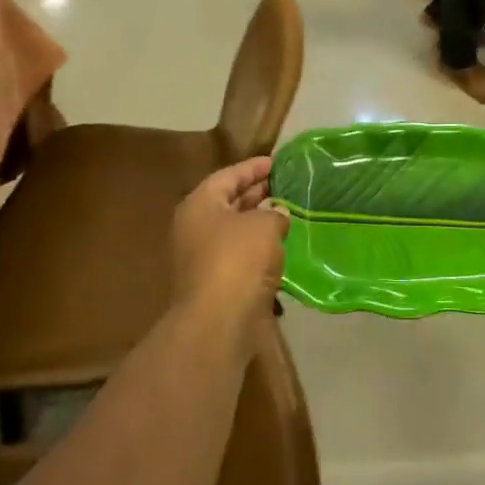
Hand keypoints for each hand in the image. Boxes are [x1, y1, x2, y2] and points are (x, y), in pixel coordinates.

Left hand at [171, 157, 288, 328]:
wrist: (219, 322)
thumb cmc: (238, 260)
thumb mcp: (263, 225)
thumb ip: (274, 212)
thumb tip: (277, 214)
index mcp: (200, 205)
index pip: (227, 176)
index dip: (253, 167)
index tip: (276, 162)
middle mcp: (196, 228)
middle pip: (228, 202)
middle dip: (256, 193)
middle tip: (285, 184)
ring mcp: (203, 257)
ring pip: (235, 231)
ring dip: (259, 222)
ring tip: (288, 212)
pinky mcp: (216, 283)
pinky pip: (240, 256)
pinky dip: (259, 248)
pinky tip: (281, 247)